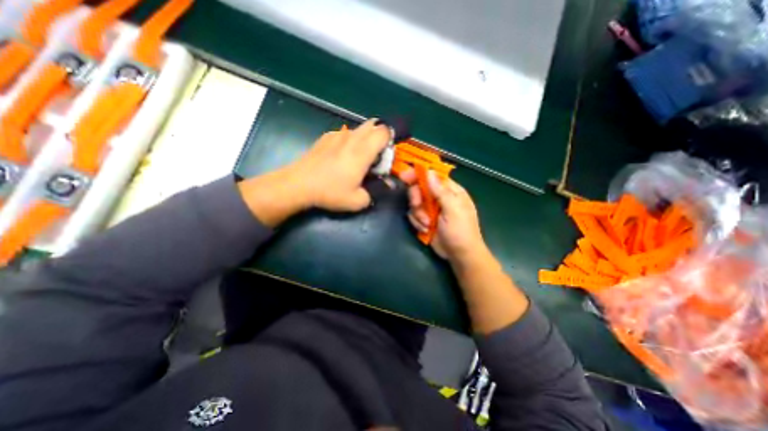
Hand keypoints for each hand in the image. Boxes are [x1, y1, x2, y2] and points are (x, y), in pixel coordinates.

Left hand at [239, 117, 389, 225]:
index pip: (384, 132)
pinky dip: (351, 141)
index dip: (390, 140)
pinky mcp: (326, 137)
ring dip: (365, 139)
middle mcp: (351, 138)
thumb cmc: (330, 192)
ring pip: (359, 129)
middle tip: (376, 156)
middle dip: (379, 137)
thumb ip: (375, 193)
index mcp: (362, 151)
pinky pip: (345, 134)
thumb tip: (385, 186)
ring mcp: (337, 135)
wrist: (298, 184)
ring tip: (359, 158)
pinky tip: (341, 156)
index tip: (387, 155)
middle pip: (373, 125)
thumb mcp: (357, 201)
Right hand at [400, 168, 488, 263]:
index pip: (432, 176)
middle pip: (420, 188)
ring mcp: (431, 209)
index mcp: (450, 191)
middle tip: (417, 205)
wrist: (459, 255)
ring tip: (427, 225)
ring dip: (418, 214)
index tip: (405, 176)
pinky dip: (417, 222)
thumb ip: (441, 191)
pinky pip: (413, 215)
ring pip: (414, 203)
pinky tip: (426, 230)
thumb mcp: (453, 210)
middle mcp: (439, 197)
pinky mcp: (424, 219)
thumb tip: (430, 172)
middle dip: (416, 198)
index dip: (418, 174)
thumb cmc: (461, 231)